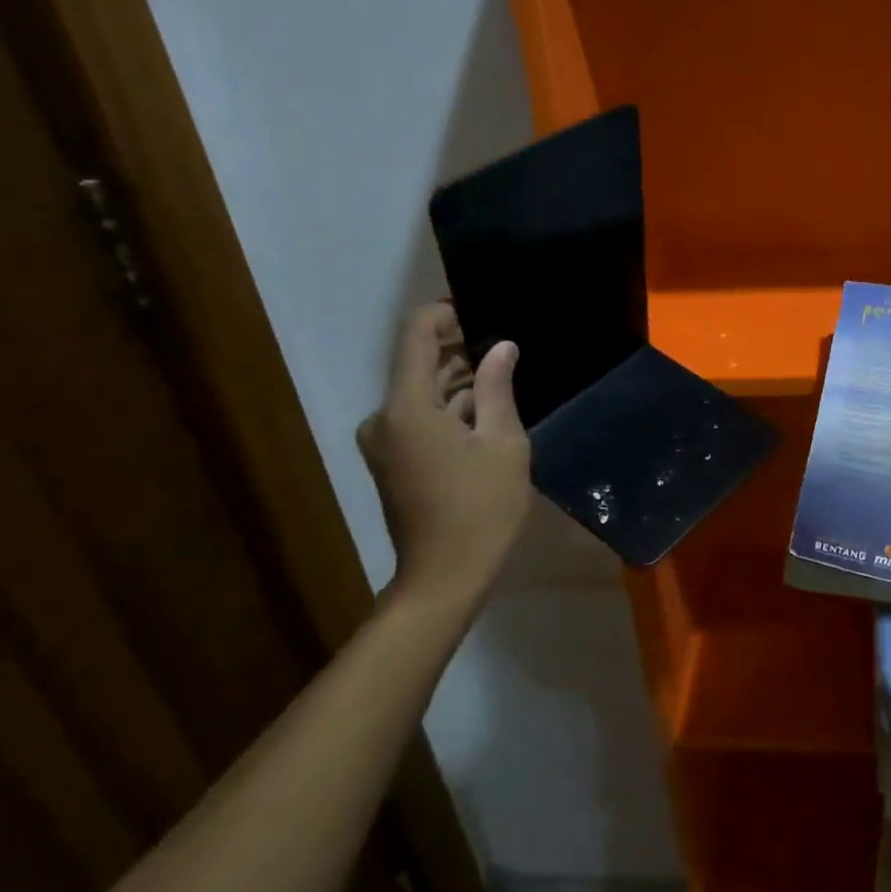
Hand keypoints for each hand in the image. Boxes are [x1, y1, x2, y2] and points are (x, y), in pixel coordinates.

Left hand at [358, 304, 529, 602]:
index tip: (483, 313)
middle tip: (507, 350)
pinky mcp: (390, 461)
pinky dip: (448, 411)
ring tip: (504, 380)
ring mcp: (383, 441)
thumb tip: (501, 347)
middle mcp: (383, 416)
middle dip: (460, 351)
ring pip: (420, 393)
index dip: (447, 314)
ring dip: (457, 383)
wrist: (444, 577)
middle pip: (418, 363)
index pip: (417, 333)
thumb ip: (496, 387)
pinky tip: (485, 415)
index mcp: (407, 406)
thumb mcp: (502, 443)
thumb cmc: (481, 508)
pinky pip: (418, 419)